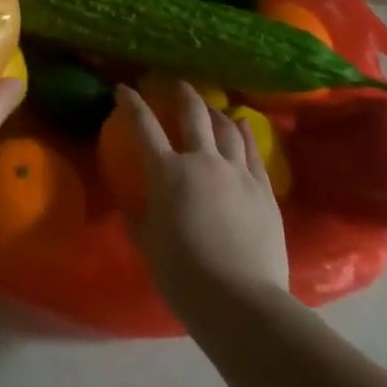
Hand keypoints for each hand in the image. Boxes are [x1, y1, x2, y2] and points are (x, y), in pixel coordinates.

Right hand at [118, 82, 289, 318]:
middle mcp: (202, 161)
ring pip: (226, 128)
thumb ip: (137, 216)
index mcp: (168, 173)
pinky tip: (243, 124)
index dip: (132, 104)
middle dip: (183, 94)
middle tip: (178, 84)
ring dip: (215, 112)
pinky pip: (253, 150)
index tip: (124, 89)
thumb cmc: (184, 277)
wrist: (240, 301)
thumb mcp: (148, 245)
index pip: (145, 127)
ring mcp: (237, 172)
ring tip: (210, 106)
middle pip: (193, 114)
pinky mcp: (263, 188)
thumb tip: (130, 199)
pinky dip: (245, 132)